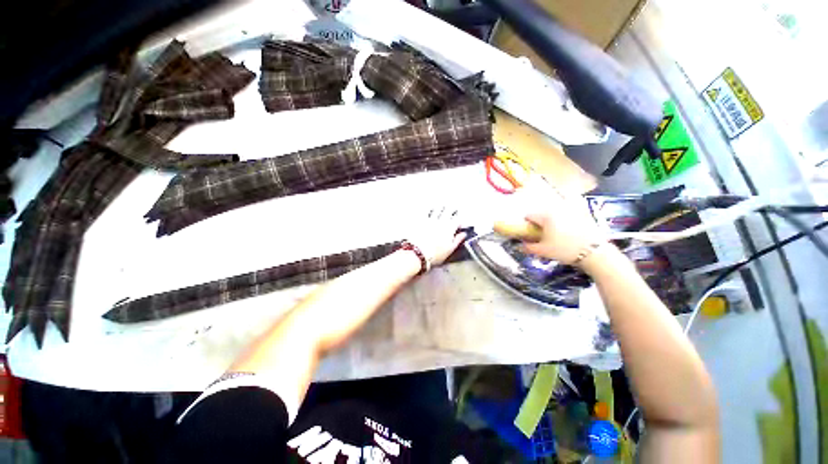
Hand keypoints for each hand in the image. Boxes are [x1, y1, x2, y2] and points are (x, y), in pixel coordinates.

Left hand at [406, 206, 466, 267]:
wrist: (417, 252)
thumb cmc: (434, 254)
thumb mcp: (450, 250)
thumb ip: (457, 240)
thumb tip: (463, 234)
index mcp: (449, 228)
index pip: (457, 219)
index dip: (459, 219)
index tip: (460, 221)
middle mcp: (440, 222)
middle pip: (448, 211)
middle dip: (451, 209)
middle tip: (453, 208)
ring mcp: (430, 220)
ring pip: (437, 209)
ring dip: (440, 207)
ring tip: (442, 205)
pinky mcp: (420, 221)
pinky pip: (425, 212)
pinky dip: (428, 209)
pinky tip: (428, 208)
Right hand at [521, 187, 606, 265]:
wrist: (595, 252)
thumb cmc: (564, 250)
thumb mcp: (543, 251)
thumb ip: (528, 247)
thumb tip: (520, 245)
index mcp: (545, 216)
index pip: (529, 215)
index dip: (526, 223)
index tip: (528, 231)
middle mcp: (557, 209)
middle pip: (542, 212)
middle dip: (539, 220)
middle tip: (540, 232)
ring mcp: (570, 210)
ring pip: (555, 211)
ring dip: (551, 218)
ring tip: (554, 230)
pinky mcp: (582, 213)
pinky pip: (569, 211)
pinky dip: (565, 216)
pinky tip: (567, 229)